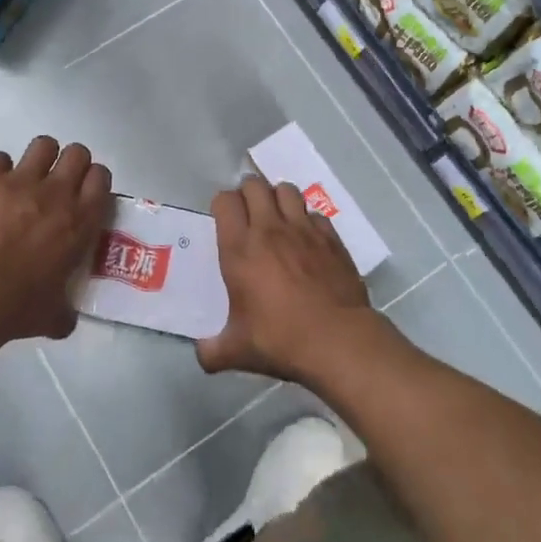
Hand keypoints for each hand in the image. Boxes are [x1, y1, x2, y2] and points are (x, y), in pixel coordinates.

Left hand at [0, 137, 111, 356]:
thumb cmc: (18, 307)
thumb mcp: (54, 315)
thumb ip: (65, 310)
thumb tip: (65, 320)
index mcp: (81, 221)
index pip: (101, 178)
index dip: (93, 180)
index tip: (84, 192)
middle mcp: (57, 193)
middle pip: (77, 153)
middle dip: (69, 163)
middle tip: (56, 183)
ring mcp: (21, 181)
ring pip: (43, 144)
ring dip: (38, 158)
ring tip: (26, 177)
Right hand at [197, 175, 386, 386]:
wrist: (338, 340)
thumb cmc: (281, 340)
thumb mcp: (237, 351)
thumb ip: (212, 351)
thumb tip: (202, 355)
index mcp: (240, 249)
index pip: (225, 201)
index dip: (222, 204)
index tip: (224, 219)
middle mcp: (270, 230)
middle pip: (255, 186)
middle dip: (248, 192)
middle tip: (248, 212)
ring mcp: (303, 230)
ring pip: (287, 190)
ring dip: (278, 198)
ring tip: (277, 217)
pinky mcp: (331, 238)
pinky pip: (314, 214)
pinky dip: (307, 219)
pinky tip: (307, 239)